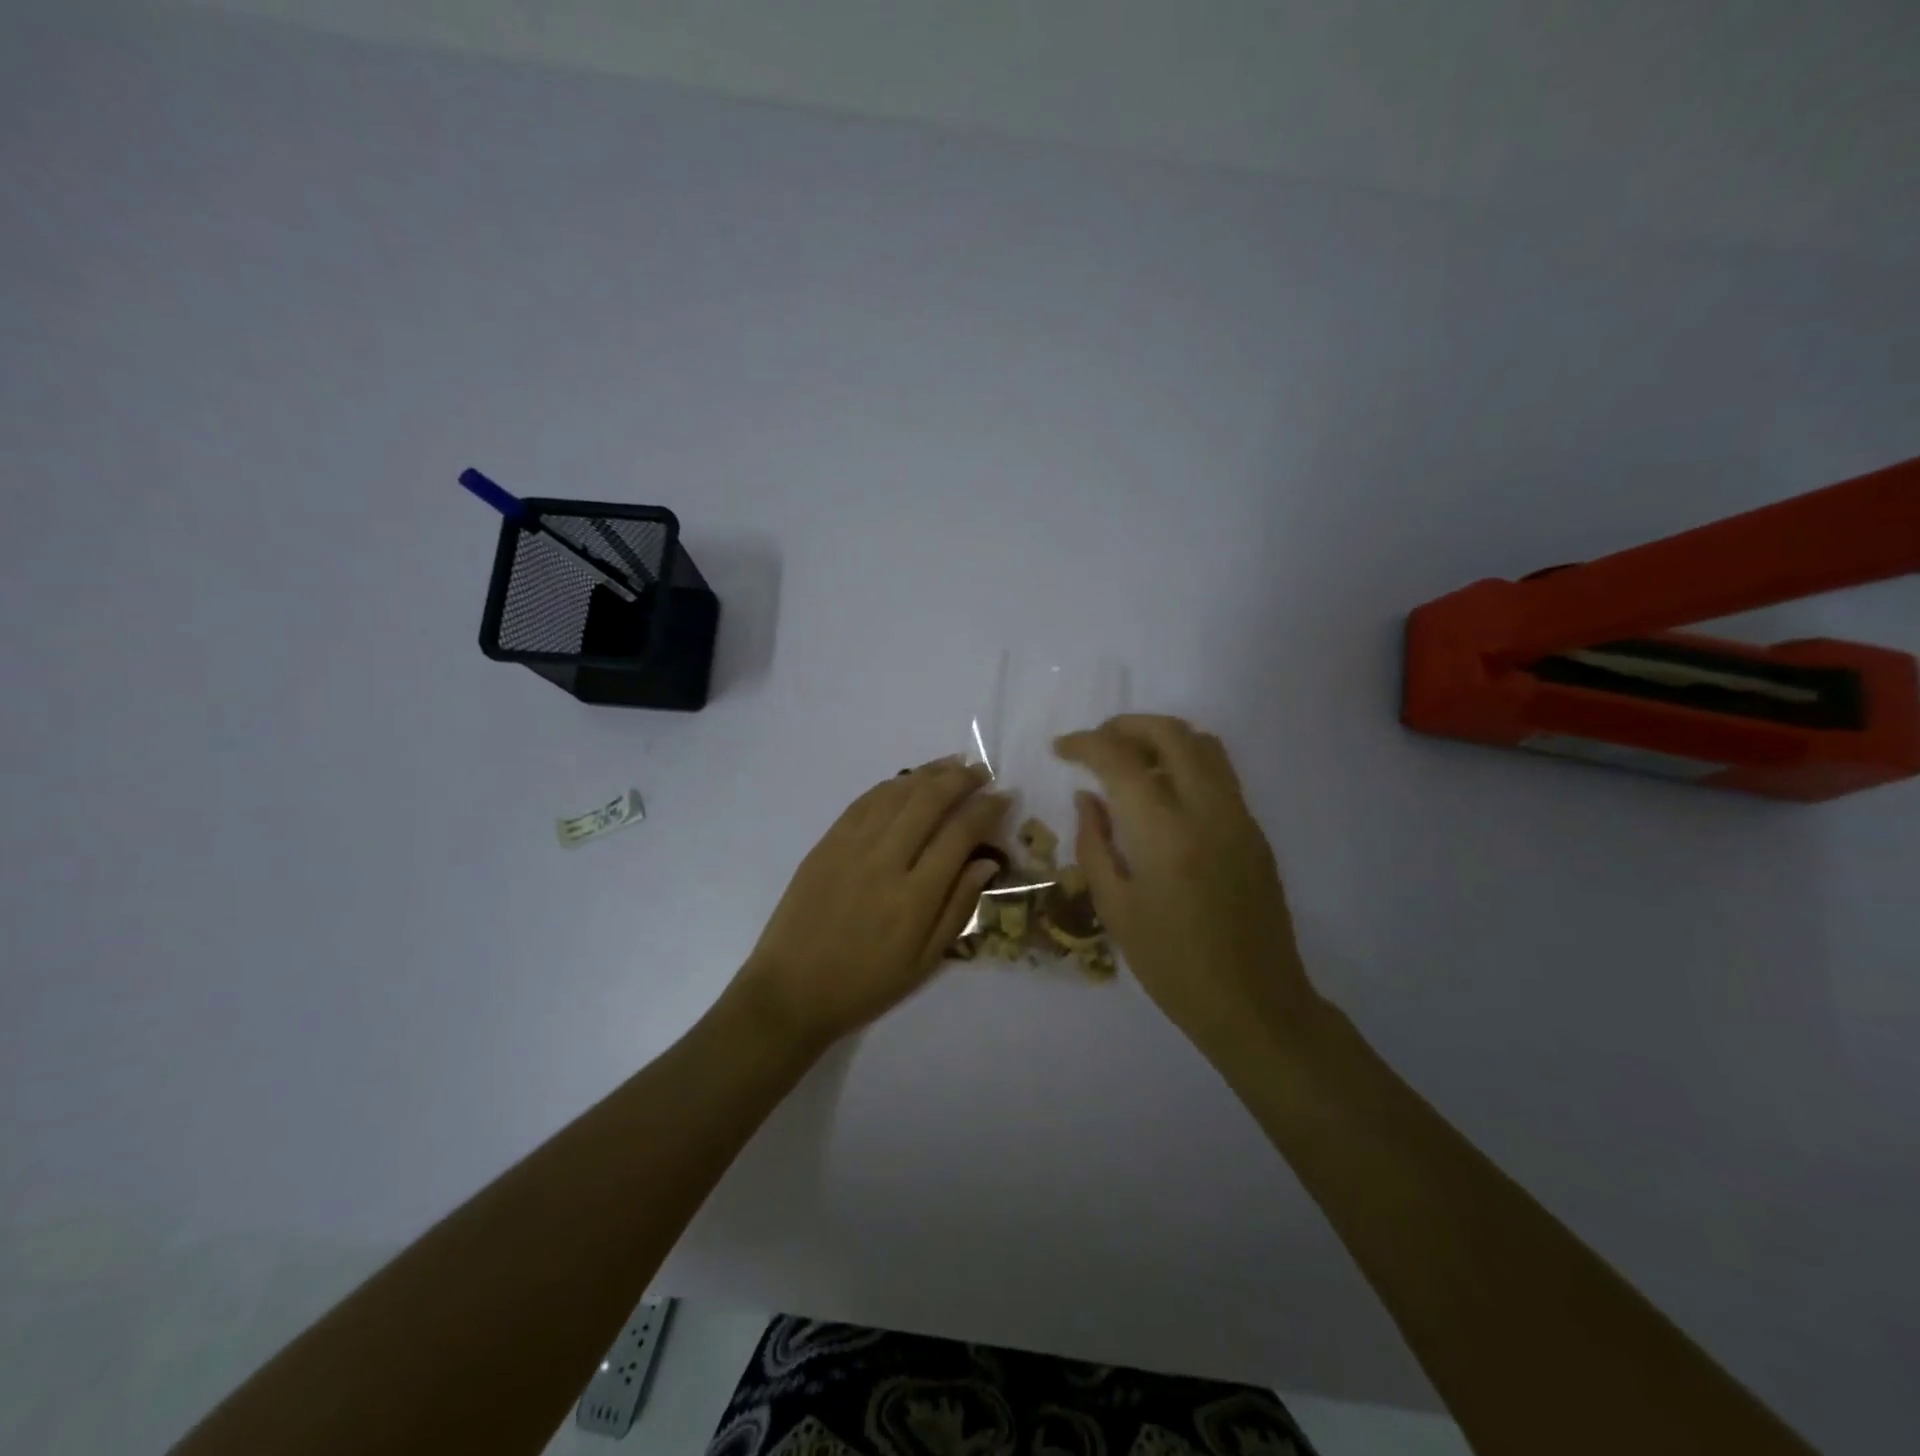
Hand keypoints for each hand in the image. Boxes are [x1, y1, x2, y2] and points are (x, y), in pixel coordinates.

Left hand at [730, 758, 1009, 1050]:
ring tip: (952, 765)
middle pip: (928, 801)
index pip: (959, 834)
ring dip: (928, 773)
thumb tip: (987, 861)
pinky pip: (864, 801)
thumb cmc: (865, 985)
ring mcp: (850, 847)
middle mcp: (884, 861)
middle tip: (981, 771)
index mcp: (914, 897)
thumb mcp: (925, 962)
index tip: (1004, 796)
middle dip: (961, 779)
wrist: (791, 991)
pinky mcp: (826, 843)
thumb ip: (959, 907)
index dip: (987, 809)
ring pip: (896, 793)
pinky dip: (891, 785)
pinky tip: (907, 781)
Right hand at [1055, 715, 1314, 1051]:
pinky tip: (1162, 794)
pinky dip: (1185, 762)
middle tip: (1096, 743)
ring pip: (1203, 744)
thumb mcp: (1115, 908)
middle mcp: (1207, 809)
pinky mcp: (1254, 830)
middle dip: (1126, 726)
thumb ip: (1095, 843)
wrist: (1254, 1002)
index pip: (1119, 760)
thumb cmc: (1171, 965)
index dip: (1085, 744)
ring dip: (1161, 738)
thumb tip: (1088, 797)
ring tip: (1129, 760)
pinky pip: (1219, 773)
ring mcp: (1238, 816)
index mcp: (1164, 832)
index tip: (1062, 749)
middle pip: (1170, 733)